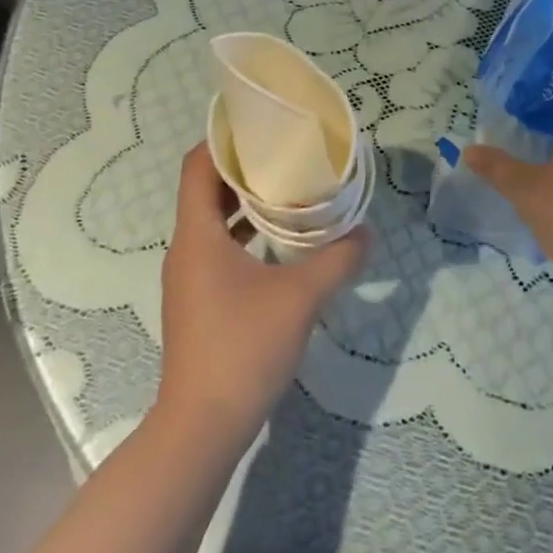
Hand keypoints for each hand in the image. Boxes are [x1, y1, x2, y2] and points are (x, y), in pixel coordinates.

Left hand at [157, 144, 369, 445]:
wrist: (201, 429)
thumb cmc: (242, 348)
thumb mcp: (300, 298)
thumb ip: (337, 259)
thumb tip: (366, 231)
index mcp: (198, 235)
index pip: (197, 166)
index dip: (222, 139)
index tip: (259, 124)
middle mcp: (186, 248)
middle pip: (207, 189)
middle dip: (244, 166)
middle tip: (286, 151)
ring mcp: (190, 277)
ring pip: (213, 221)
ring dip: (246, 201)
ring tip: (289, 187)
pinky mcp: (199, 300)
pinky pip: (219, 248)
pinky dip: (245, 233)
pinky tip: (281, 241)